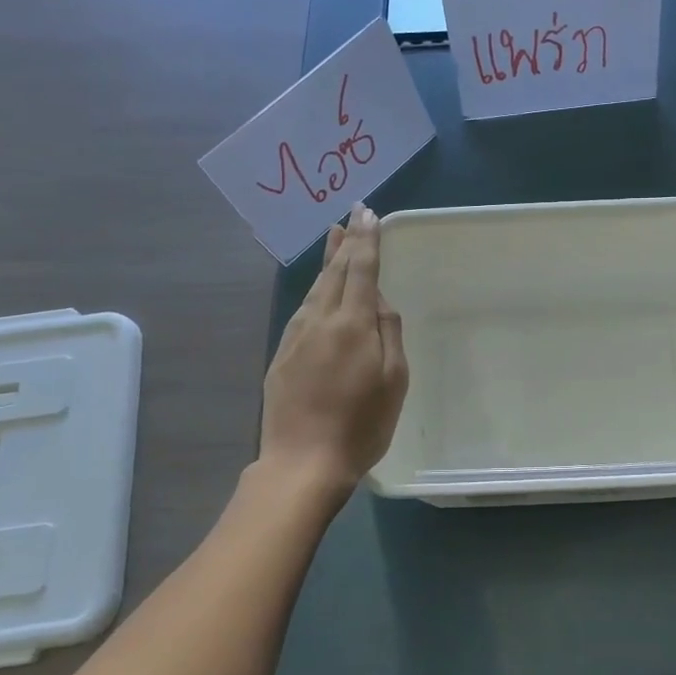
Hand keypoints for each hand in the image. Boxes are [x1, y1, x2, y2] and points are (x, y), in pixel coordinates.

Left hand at [259, 205, 408, 492]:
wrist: (302, 462)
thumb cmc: (361, 424)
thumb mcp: (393, 380)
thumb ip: (388, 333)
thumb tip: (379, 301)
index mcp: (352, 323)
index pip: (361, 269)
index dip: (367, 240)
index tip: (368, 213)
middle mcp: (320, 320)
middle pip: (334, 272)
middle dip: (346, 241)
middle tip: (351, 215)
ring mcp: (296, 337)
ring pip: (315, 289)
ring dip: (327, 262)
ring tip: (335, 240)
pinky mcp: (281, 355)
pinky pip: (302, 311)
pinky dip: (314, 291)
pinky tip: (318, 291)